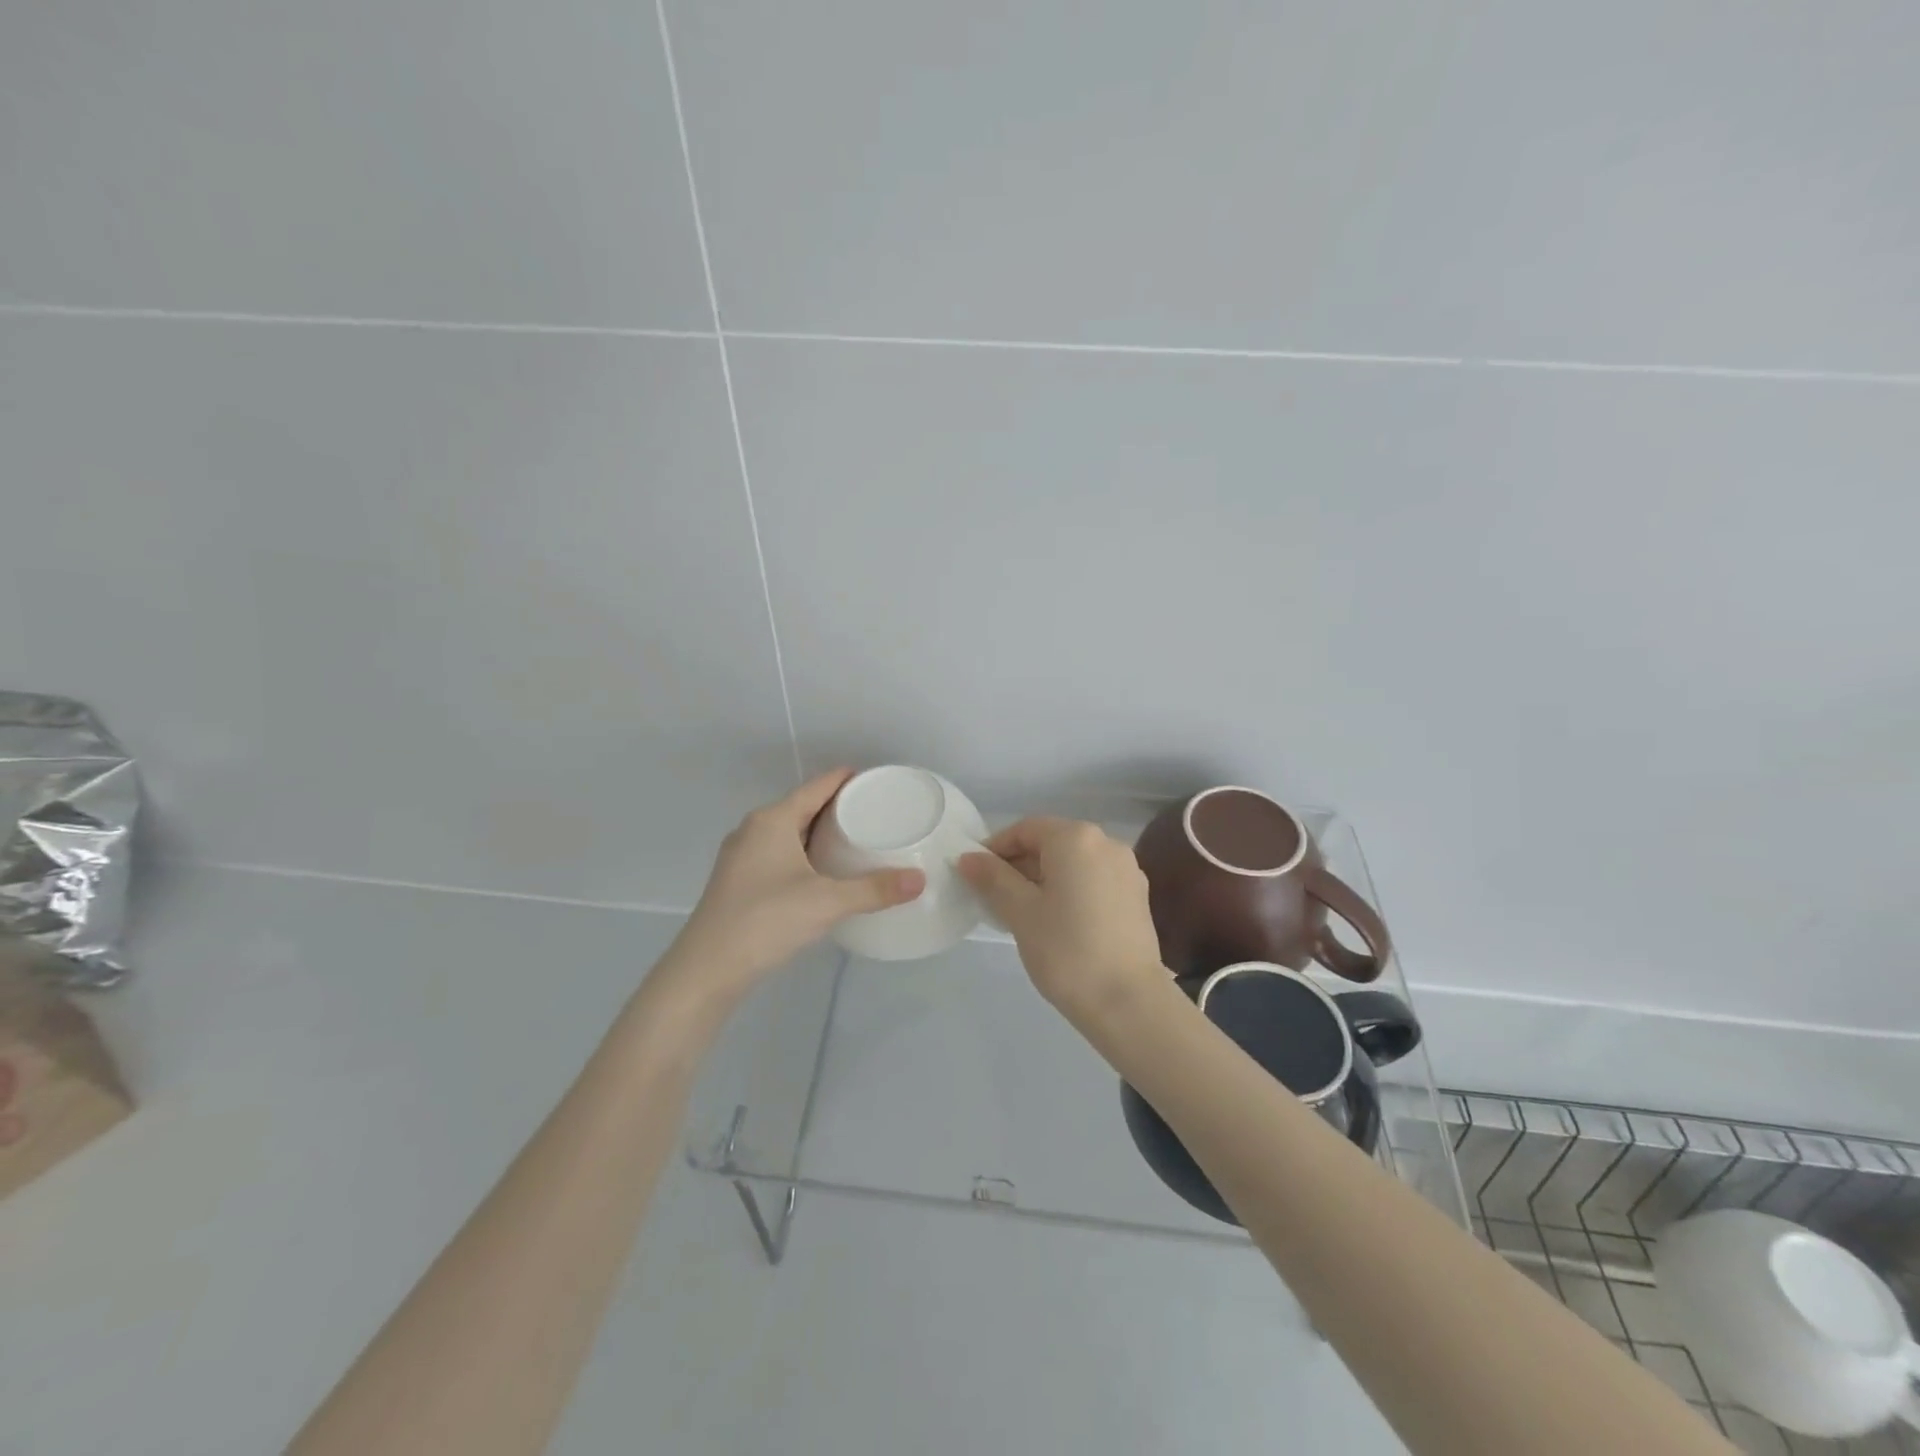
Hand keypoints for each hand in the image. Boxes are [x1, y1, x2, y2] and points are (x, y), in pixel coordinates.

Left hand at [665, 770, 924, 999]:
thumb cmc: (765, 920)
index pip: (817, 786)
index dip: (847, 779)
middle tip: (877, 813)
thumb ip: (874, 890)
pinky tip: (824, 873)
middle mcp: (754, 830)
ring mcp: (742, 857)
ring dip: (819, 833)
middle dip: (837, 807)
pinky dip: (805, 854)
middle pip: (803, 807)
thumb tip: (920, 881)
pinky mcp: (739, 882)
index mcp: (772, 820)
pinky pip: (780, 854)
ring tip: (857, 840)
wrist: (706, 970)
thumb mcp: (826, 902)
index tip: (878, 780)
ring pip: (789, 833)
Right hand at [958, 817, 1166, 1018]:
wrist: (1128, 1002)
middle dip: (1019, 865)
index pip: (1025, 829)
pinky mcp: (1137, 896)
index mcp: (1076, 837)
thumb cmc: (1066, 950)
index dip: (995, 848)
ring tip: (1023, 913)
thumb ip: (993, 878)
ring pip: (1073, 863)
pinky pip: (1093, 880)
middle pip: (1051, 843)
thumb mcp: (1020, 912)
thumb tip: (969, 857)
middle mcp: (1106, 843)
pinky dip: (1070, 890)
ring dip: (1044, 879)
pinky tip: (1057, 922)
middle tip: (994, 898)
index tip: (975, 877)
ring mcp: (1127, 869)